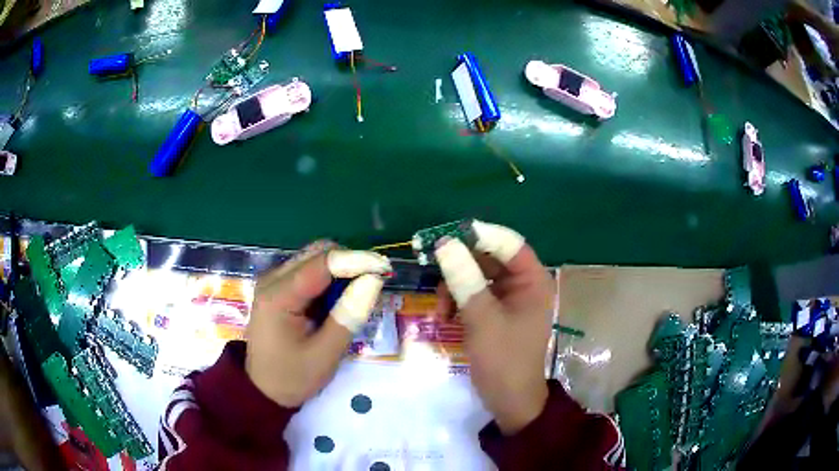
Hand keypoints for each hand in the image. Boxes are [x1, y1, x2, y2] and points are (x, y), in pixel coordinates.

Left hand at [245, 241, 390, 406]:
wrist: (263, 389)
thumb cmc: (292, 377)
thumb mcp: (325, 354)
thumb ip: (348, 316)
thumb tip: (374, 280)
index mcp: (278, 296)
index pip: (322, 263)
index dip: (357, 260)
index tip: (386, 269)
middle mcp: (273, 279)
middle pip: (318, 253)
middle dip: (350, 263)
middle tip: (374, 285)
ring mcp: (274, 281)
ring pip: (315, 258)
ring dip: (341, 270)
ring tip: (357, 296)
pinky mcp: (279, 287)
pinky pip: (311, 270)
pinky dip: (331, 279)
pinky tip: (339, 300)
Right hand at [436, 221, 554, 434]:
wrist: (508, 401)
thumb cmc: (503, 360)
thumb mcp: (482, 318)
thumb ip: (465, 279)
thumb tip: (445, 243)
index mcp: (532, 281)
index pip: (508, 243)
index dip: (479, 236)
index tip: (447, 237)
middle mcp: (523, 285)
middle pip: (489, 258)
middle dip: (461, 267)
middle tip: (433, 269)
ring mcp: (508, 300)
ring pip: (476, 277)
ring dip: (455, 288)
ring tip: (441, 310)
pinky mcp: (495, 313)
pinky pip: (473, 295)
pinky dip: (458, 302)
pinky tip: (446, 318)